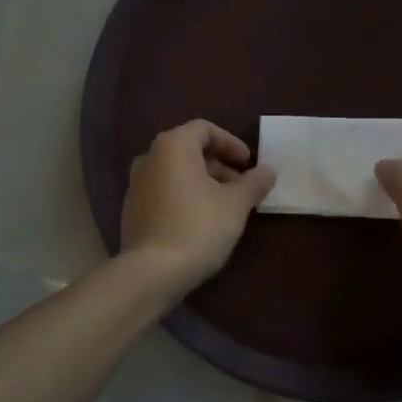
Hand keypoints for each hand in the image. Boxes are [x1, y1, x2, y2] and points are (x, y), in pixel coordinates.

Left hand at [120, 120, 275, 293]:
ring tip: (225, 206)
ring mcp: (136, 185)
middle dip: (219, 165)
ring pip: (176, 172)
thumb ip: (254, 182)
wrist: (152, 272)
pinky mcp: (132, 210)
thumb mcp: (236, 204)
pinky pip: (163, 192)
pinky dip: (185, 196)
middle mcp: (149, 158)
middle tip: (241, 187)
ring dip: (203, 182)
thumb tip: (268, 170)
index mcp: (172, 146)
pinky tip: (201, 221)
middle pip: (189, 150)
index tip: (248, 164)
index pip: (204, 129)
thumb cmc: (198, 227)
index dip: (230, 143)